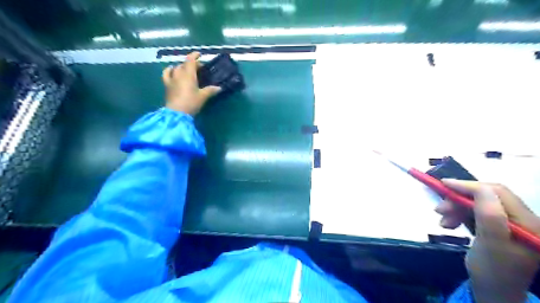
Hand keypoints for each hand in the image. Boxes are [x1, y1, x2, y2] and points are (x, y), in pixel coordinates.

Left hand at [161, 51, 219, 114]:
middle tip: (199, 69)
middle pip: (184, 64)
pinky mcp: (167, 85)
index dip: (194, 55)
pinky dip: (169, 70)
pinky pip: (166, 74)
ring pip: (176, 68)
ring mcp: (171, 79)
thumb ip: (210, 90)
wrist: (177, 113)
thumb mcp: (203, 97)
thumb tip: (219, 88)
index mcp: (188, 74)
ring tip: (186, 70)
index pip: (190, 60)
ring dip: (182, 67)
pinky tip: (172, 71)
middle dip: (191, 64)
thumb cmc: (191, 103)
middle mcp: (179, 74)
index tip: (199, 54)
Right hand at [434, 180, 539, 302]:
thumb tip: (480, 188)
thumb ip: (490, 216)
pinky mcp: (498, 226)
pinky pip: (475, 212)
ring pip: (477, 204)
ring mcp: (510, 222)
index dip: (469, 186)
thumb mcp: (491, 245)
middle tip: (439, 210)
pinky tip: (449, 224)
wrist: (492, 292)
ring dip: (456, 209)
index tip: (443, 184)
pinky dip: (459, 215)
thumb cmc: (492, 272)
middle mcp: (522, 219)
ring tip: (443, 222)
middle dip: (459, 200)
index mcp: (528, 223)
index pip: (497, 193)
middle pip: (485, 197)